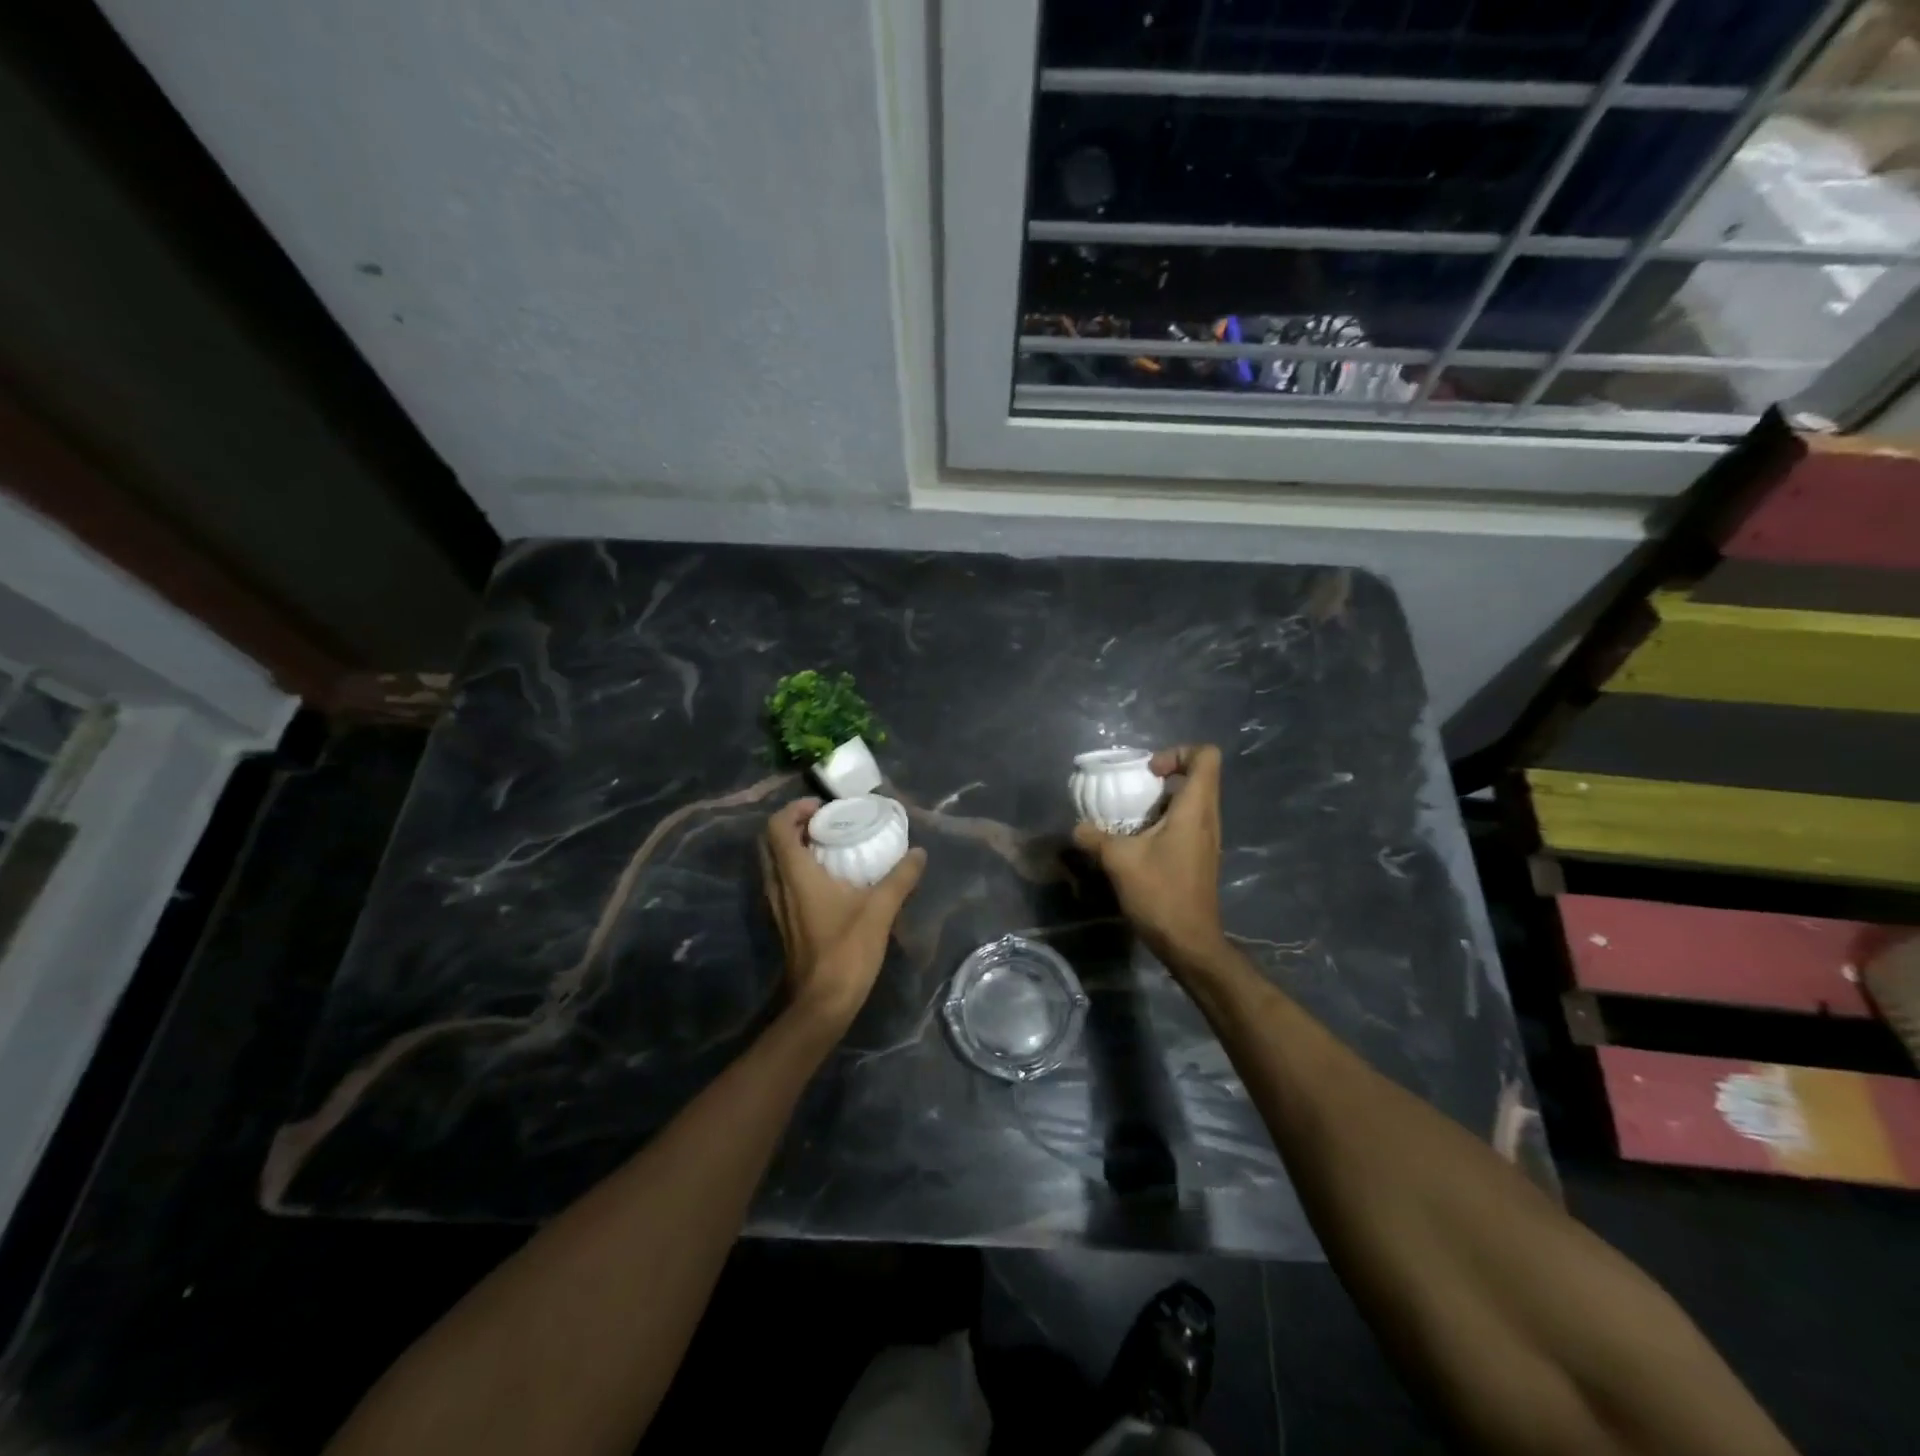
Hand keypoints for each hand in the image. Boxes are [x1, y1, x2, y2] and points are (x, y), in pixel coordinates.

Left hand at [760, 798, 927, 1034]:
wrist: (822, 1004)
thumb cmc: (847, 951)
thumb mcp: (880, 910)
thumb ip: (900, 878)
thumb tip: (918, 853)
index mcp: (795, 875)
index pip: (777, 827)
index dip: (794, 809)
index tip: (823, 809)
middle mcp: (778, 886)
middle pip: (770, 842)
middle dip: (794, 825)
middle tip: (825, 823)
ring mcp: (776, 906)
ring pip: (773, 863)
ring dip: (794, 847)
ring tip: (828, 846)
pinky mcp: (782, 922)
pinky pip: (781, 882)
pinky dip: (796, 869)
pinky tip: (827, 879)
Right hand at [1073, 745, 1226, 968]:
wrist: (1189, 942)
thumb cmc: (1160, 893)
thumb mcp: (1119, 861)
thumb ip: (1095, 837)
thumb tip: (1077, 827)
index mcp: (1195, 809)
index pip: (1206, 756)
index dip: (1177, 753)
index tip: (1148, 774)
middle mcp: (1208, 818)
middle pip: (1199, 776)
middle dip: (1164, 776)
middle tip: (1134, 791)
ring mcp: (1206, 839)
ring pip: (1191, 802)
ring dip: (1161, 802)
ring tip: (1130, 817)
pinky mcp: (1199, 856)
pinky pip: (1186, 824)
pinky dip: (1163, 823)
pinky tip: (1137, 843)